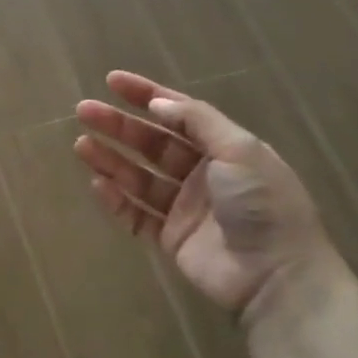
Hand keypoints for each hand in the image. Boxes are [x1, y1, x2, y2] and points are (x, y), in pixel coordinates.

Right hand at [74, 70, 335, 319]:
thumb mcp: (240, 150)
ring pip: (140, 177)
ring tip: (81, 145)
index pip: (180, 114)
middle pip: (153, 143)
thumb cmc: (263, 204)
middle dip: (119, 125)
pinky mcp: (172, 239)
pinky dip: (117, 201)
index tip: (112, 81)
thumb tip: (157, 104)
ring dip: (111, 159)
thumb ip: (197, 122)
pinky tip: (98, 184)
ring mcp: (185, 208)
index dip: (146, 95)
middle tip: (84, 111)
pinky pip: (137, 215)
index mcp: (225, 149)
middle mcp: (204, 174)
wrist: (277, 276)